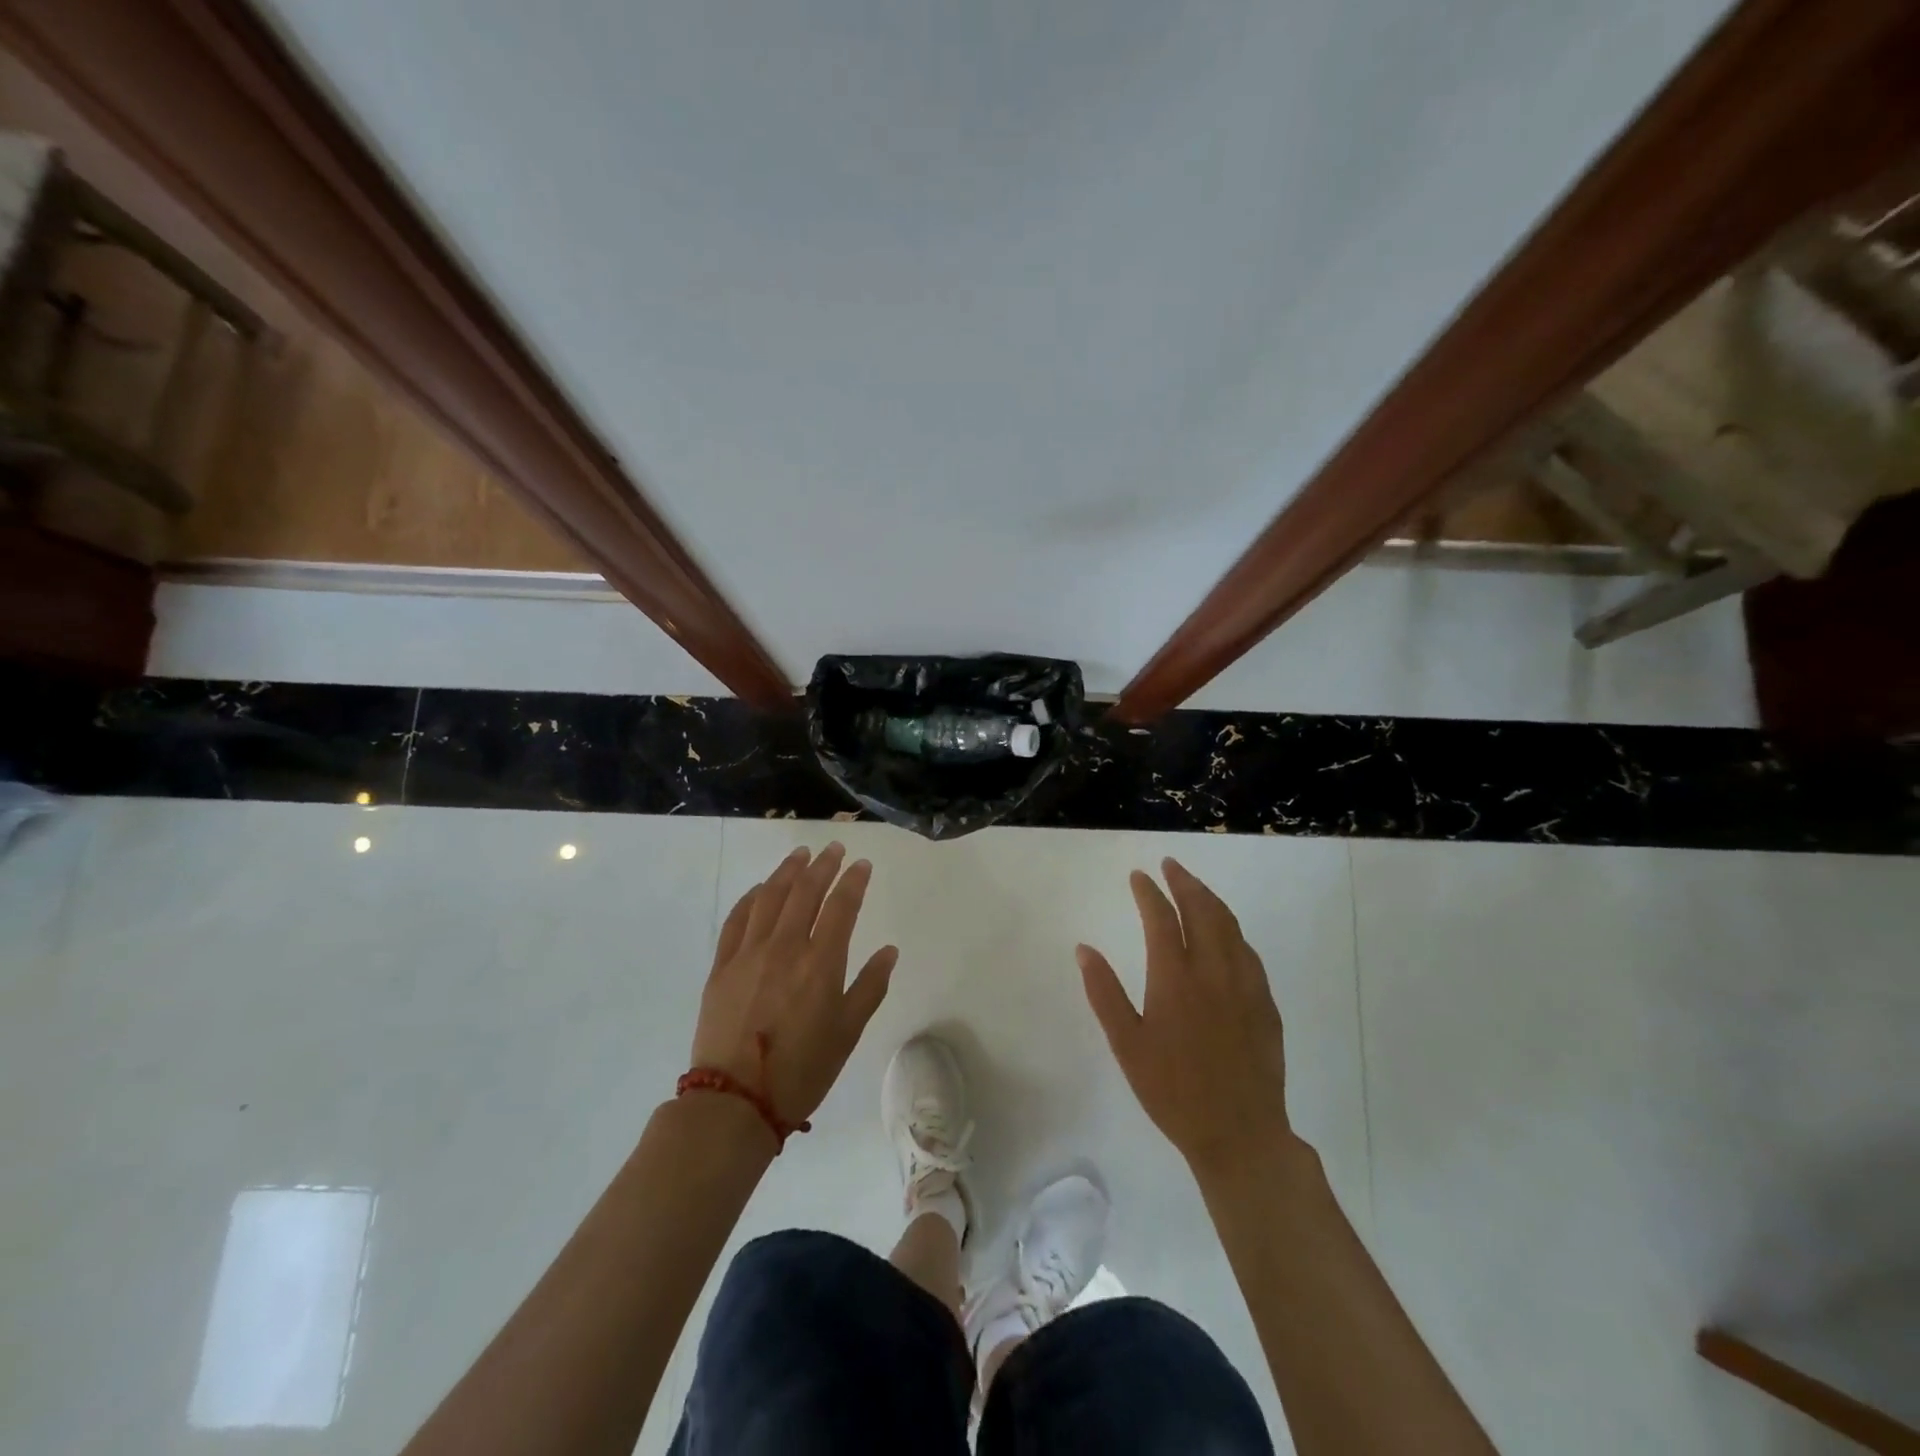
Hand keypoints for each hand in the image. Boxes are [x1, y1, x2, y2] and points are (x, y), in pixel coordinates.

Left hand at [689, 843, 896, 1136]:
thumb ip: (870, 987)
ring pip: (770, 897)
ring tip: (801, 855)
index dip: (853, 881)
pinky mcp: (722, 966)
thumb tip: (888, 951)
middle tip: (834, 849)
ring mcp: (749, 953)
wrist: (736, 1101)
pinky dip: (752, 898)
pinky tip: (760, 889)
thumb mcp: (848, 1033)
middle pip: (805, 891)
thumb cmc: (802, 1070)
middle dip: (823, 865)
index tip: (862, 864)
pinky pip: (737, 919)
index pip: (841, 906)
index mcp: (821, 963)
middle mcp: (785, 947)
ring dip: (788, 871)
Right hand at [1077, 858, 1292, 1178]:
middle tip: (1171, 865)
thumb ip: (1104, 992)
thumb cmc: (1172, 1091)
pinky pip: (1248, 952)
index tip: (1139, 876)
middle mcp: (1213, 971)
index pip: (1161, 919)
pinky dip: (1232, 930)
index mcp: (1175, 979)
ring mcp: (1245, 985)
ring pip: (1230, 926)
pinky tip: (1226, 934)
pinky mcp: (1265, 1003)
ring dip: (1210, 900)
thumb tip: (1084, 949)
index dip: (1149, 892)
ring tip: (1195, 887)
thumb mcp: (1126, 1044)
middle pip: (1202, 911)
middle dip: (1184, 882)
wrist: (1239, 1133)